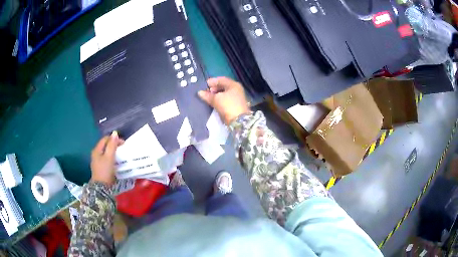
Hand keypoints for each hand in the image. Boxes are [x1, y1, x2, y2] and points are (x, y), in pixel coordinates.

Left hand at [90, 131, 123, 185]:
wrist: (101, 188)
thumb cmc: (105, 171)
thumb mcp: (109, 157)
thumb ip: (112, 145)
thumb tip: (115, 133)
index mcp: (97, 150)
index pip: (106, 139)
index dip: (114, 139)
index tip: (123, 144)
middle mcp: (95, 153)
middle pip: (105, 145)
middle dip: (114, 144)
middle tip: (123, 149)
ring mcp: (97, 161)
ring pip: (106, 151)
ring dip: (113, 151)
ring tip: (121, 154)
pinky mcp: (100, 167)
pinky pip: (106, 158)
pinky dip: (111, 157)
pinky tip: (116, 161)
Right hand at [198, 77, 249, 124]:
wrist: (239, 121)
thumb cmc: (228, 106)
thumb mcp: (216, 99)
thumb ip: (208, 95)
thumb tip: (200, 92)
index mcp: (233, 85)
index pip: (221, 79)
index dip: (212, 81)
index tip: (204, 84)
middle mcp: (237, 89)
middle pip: (224, 86)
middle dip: (214, 88)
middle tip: (206, 91)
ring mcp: (237, 97)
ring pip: (225, 93)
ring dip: (216, 94)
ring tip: (209, 98)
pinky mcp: (236, 105)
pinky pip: (226, 99)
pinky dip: (220, 99)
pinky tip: (214, 102)